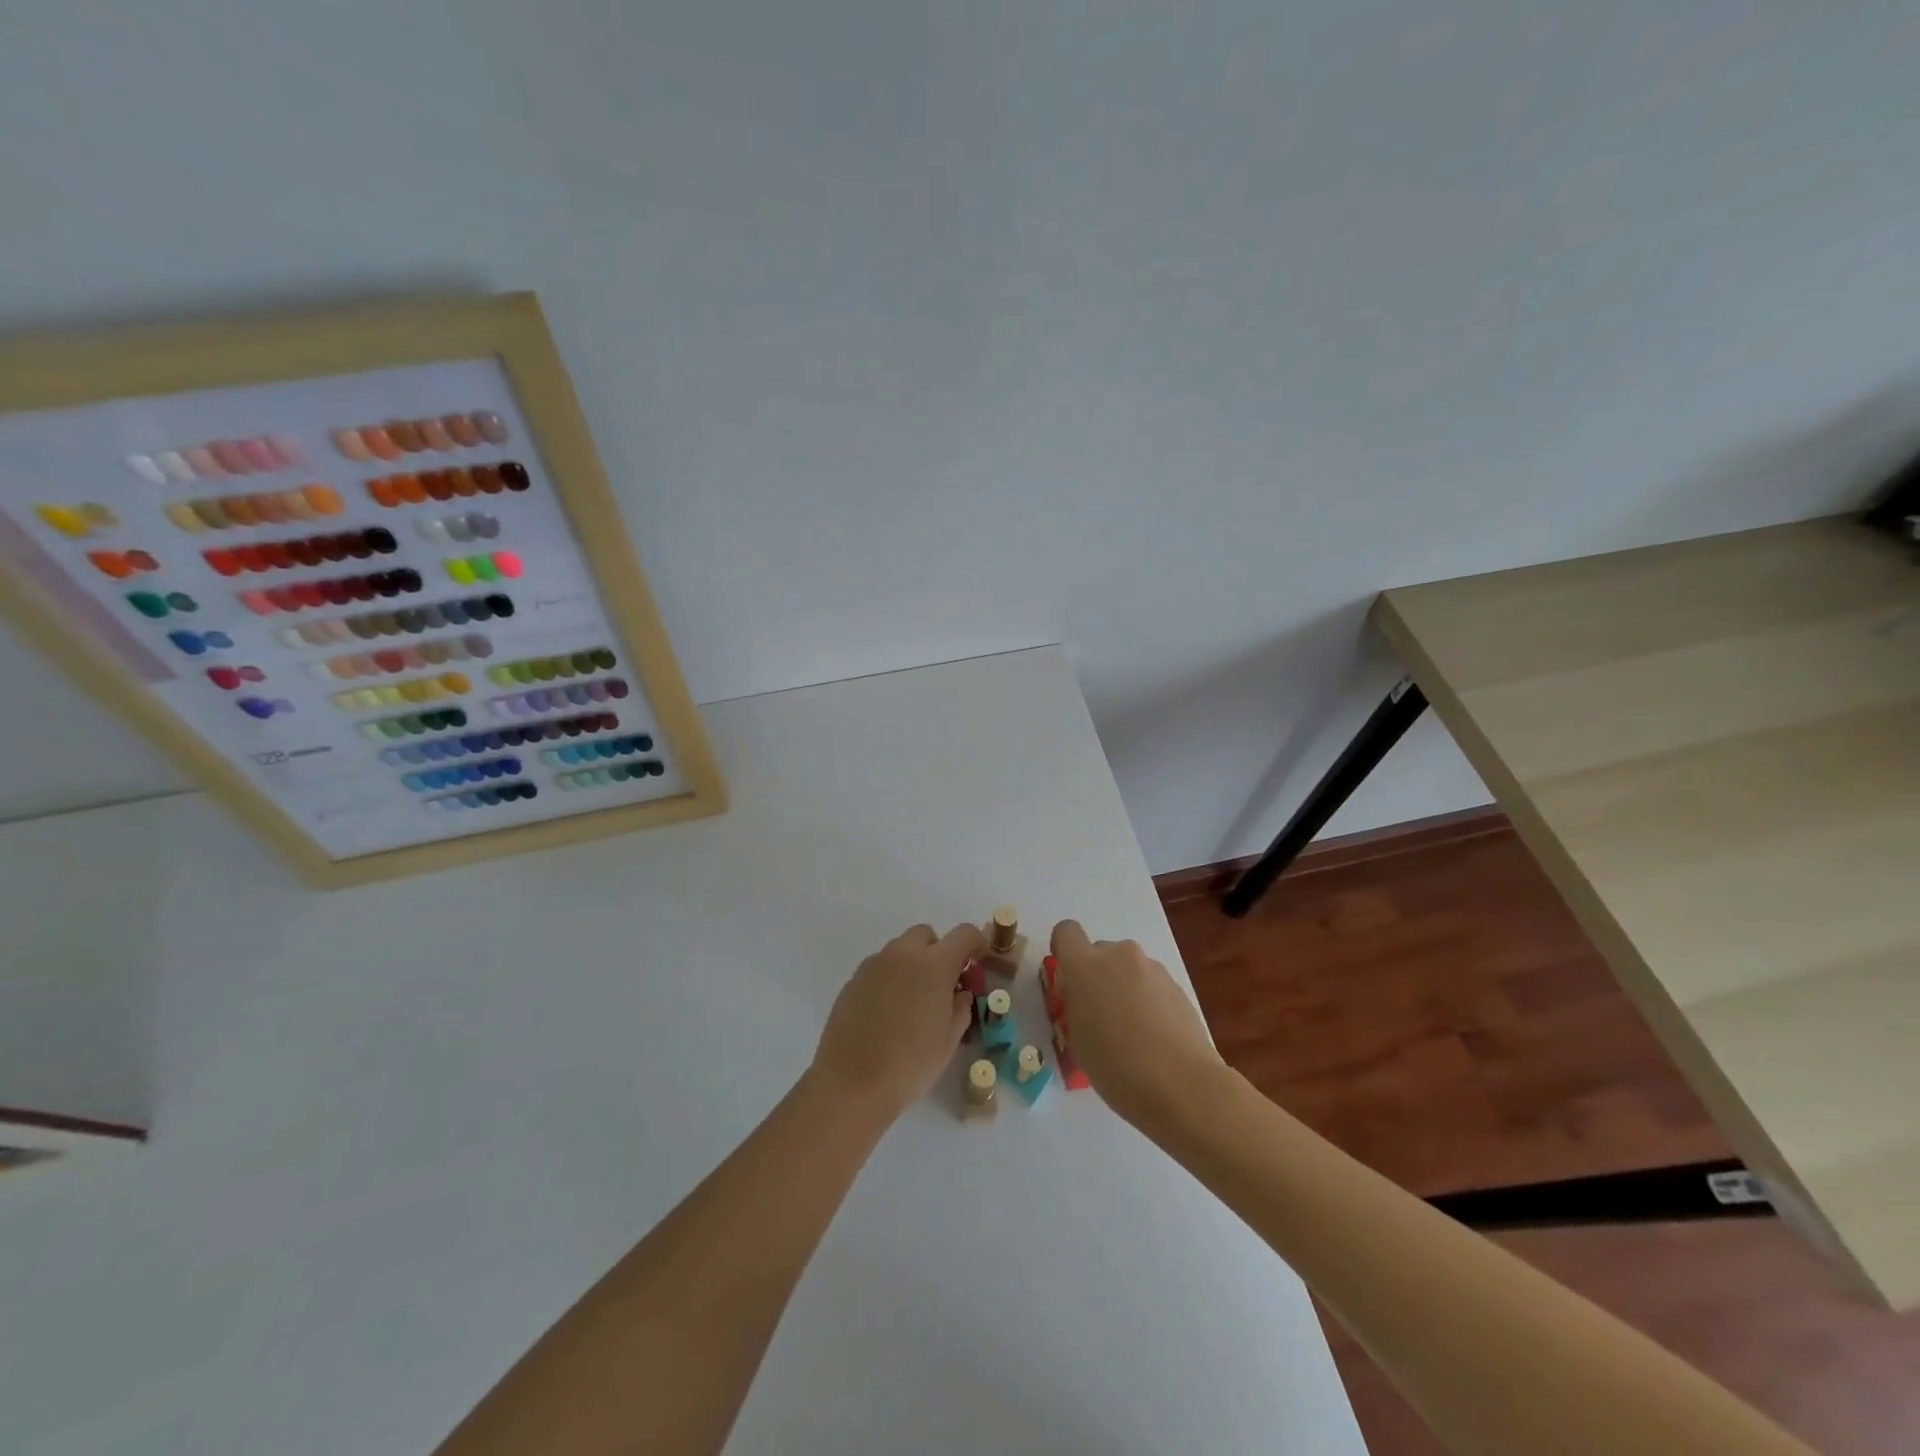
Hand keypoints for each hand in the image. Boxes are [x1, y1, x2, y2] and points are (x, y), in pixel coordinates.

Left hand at [810, 923, 983, 1121]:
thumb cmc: (910, 1063)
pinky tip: (887, 1012)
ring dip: (912, 964)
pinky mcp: (852, 980)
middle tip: (941, 985)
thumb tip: (960, 993)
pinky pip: (879, 967)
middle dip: (938, 951)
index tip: (977, 961)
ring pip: (900, 949)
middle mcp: (902, 954)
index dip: (975, 943)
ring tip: (912, 1002)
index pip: (963, 934)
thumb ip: (960, 1008)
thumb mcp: (948, 1040)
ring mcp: (873, 965)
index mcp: (934, 965)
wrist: (851, 1083)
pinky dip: (890, 978)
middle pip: (926, 934)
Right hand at [1049, 920, 1224, 1124]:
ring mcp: (1152, 967)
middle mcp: (1118, 955)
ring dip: (1124, 988)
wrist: (1181, 1084)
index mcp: (1085, 965)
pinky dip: (1148, 1001)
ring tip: (1133, 1033)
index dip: (1065, 950)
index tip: (1069, 979)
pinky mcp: (1177, 984)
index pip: (1066, 932)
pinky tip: (1155, 1037)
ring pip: (1128, 968)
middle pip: (1100, 952)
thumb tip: (1084, 996)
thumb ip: (1076, 1004)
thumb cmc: (1115, 1065)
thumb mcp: (1077, 1038)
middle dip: (1098, 976)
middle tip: (1101, 1016)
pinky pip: (1151, 984)